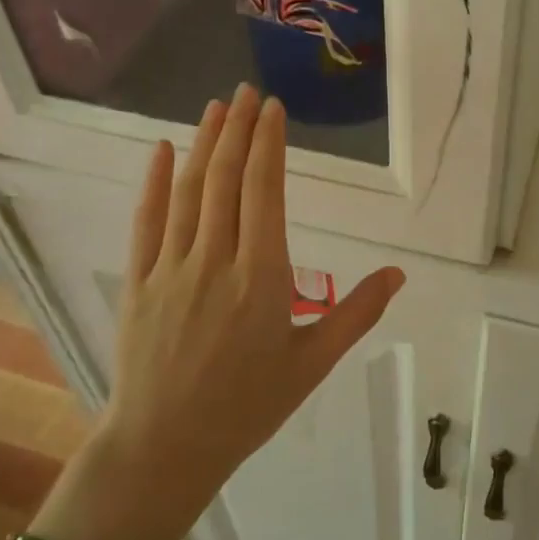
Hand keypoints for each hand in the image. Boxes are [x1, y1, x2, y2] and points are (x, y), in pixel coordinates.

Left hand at [59, 86, 403, 539]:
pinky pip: (146, 220)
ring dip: (203, 144)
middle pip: (226, 179)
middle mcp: (217, 260)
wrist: (166, 447)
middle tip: (246, 92)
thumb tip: (398, 273)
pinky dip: (153, 181)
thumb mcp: (313, 363)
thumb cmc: (248, 406)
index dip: (268, 144)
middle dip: (237, 130)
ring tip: (216, 107)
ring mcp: (172, 268)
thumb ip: (357, 314)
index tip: (272, 109)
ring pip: (189, 191)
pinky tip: (160, 149)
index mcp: (263, 277)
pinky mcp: (140, 281)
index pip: (265, 191)